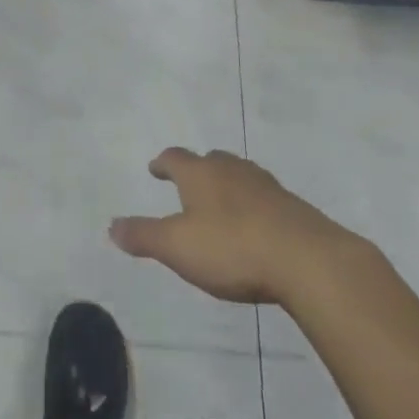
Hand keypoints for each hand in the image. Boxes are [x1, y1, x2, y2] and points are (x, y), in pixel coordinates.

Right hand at [110, 148, 365, 304]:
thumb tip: (112, 225)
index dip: (163, 163)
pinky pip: (263, 197)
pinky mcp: (292, 207)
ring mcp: (265, 185)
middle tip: (188, 182)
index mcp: (200, 174)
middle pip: (210, 160)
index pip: (175, 158)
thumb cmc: (232, 248)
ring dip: (226, 185)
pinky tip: (254, 225)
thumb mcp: (177, 247)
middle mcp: (232, 170)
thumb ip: (144, 236)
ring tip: (220, 202)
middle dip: (197, 169)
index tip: (156, 167)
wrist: (306, 259)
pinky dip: (252, 205)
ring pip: (239, 175)